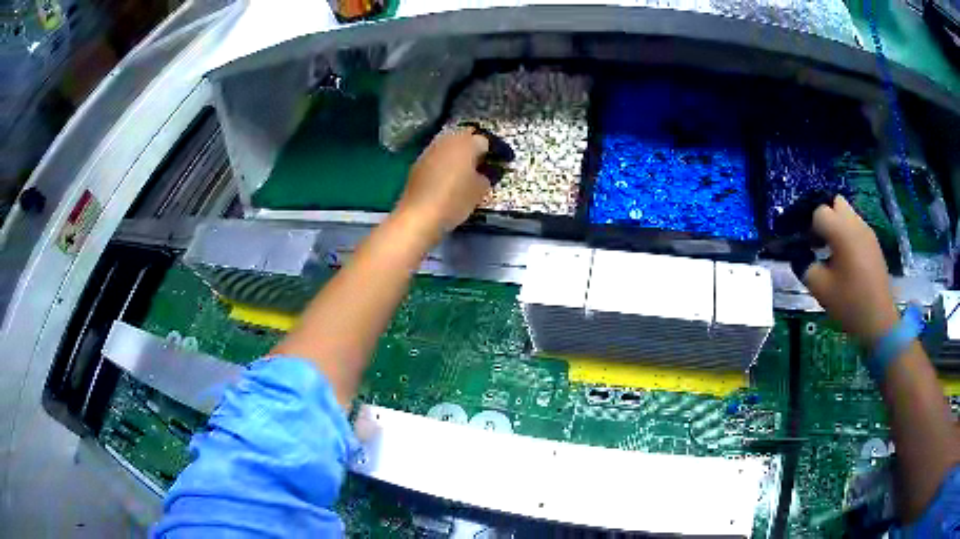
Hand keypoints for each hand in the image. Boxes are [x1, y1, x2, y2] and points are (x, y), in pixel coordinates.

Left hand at [395, 128, 491, 233]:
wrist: (419, 215)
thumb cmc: (454, 200)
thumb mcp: (479, 191)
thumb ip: (486, 177)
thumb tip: (483, 173)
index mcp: (466, 143)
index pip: (485, 141)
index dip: (495, 151)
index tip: (502, 161)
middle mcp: (448, 140)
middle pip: (465, 135)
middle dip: (475, 144)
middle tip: (484, 159)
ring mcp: (431, 149)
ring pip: (449, 143)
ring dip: (458, 150)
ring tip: (466, 165)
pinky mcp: (419, 162)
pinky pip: (438, 154)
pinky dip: (445, 159)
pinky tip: (448, 173)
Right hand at [802, 195, 899, 345]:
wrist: (878, 321)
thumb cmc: (849, 303)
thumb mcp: (820, 288)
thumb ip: (804, 265)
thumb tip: (798, 254)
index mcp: (842, 231)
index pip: (819, 212)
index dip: (809, 226)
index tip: (807, 246)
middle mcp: (855, 223)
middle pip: (835, 203)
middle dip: (824, 217)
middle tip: (819, 242)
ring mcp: (867, 232)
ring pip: (847, 213)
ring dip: (836, 226)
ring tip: (832, 252)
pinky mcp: (873, 242)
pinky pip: (856, 227)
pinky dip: (847, 235)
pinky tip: (846, 260)